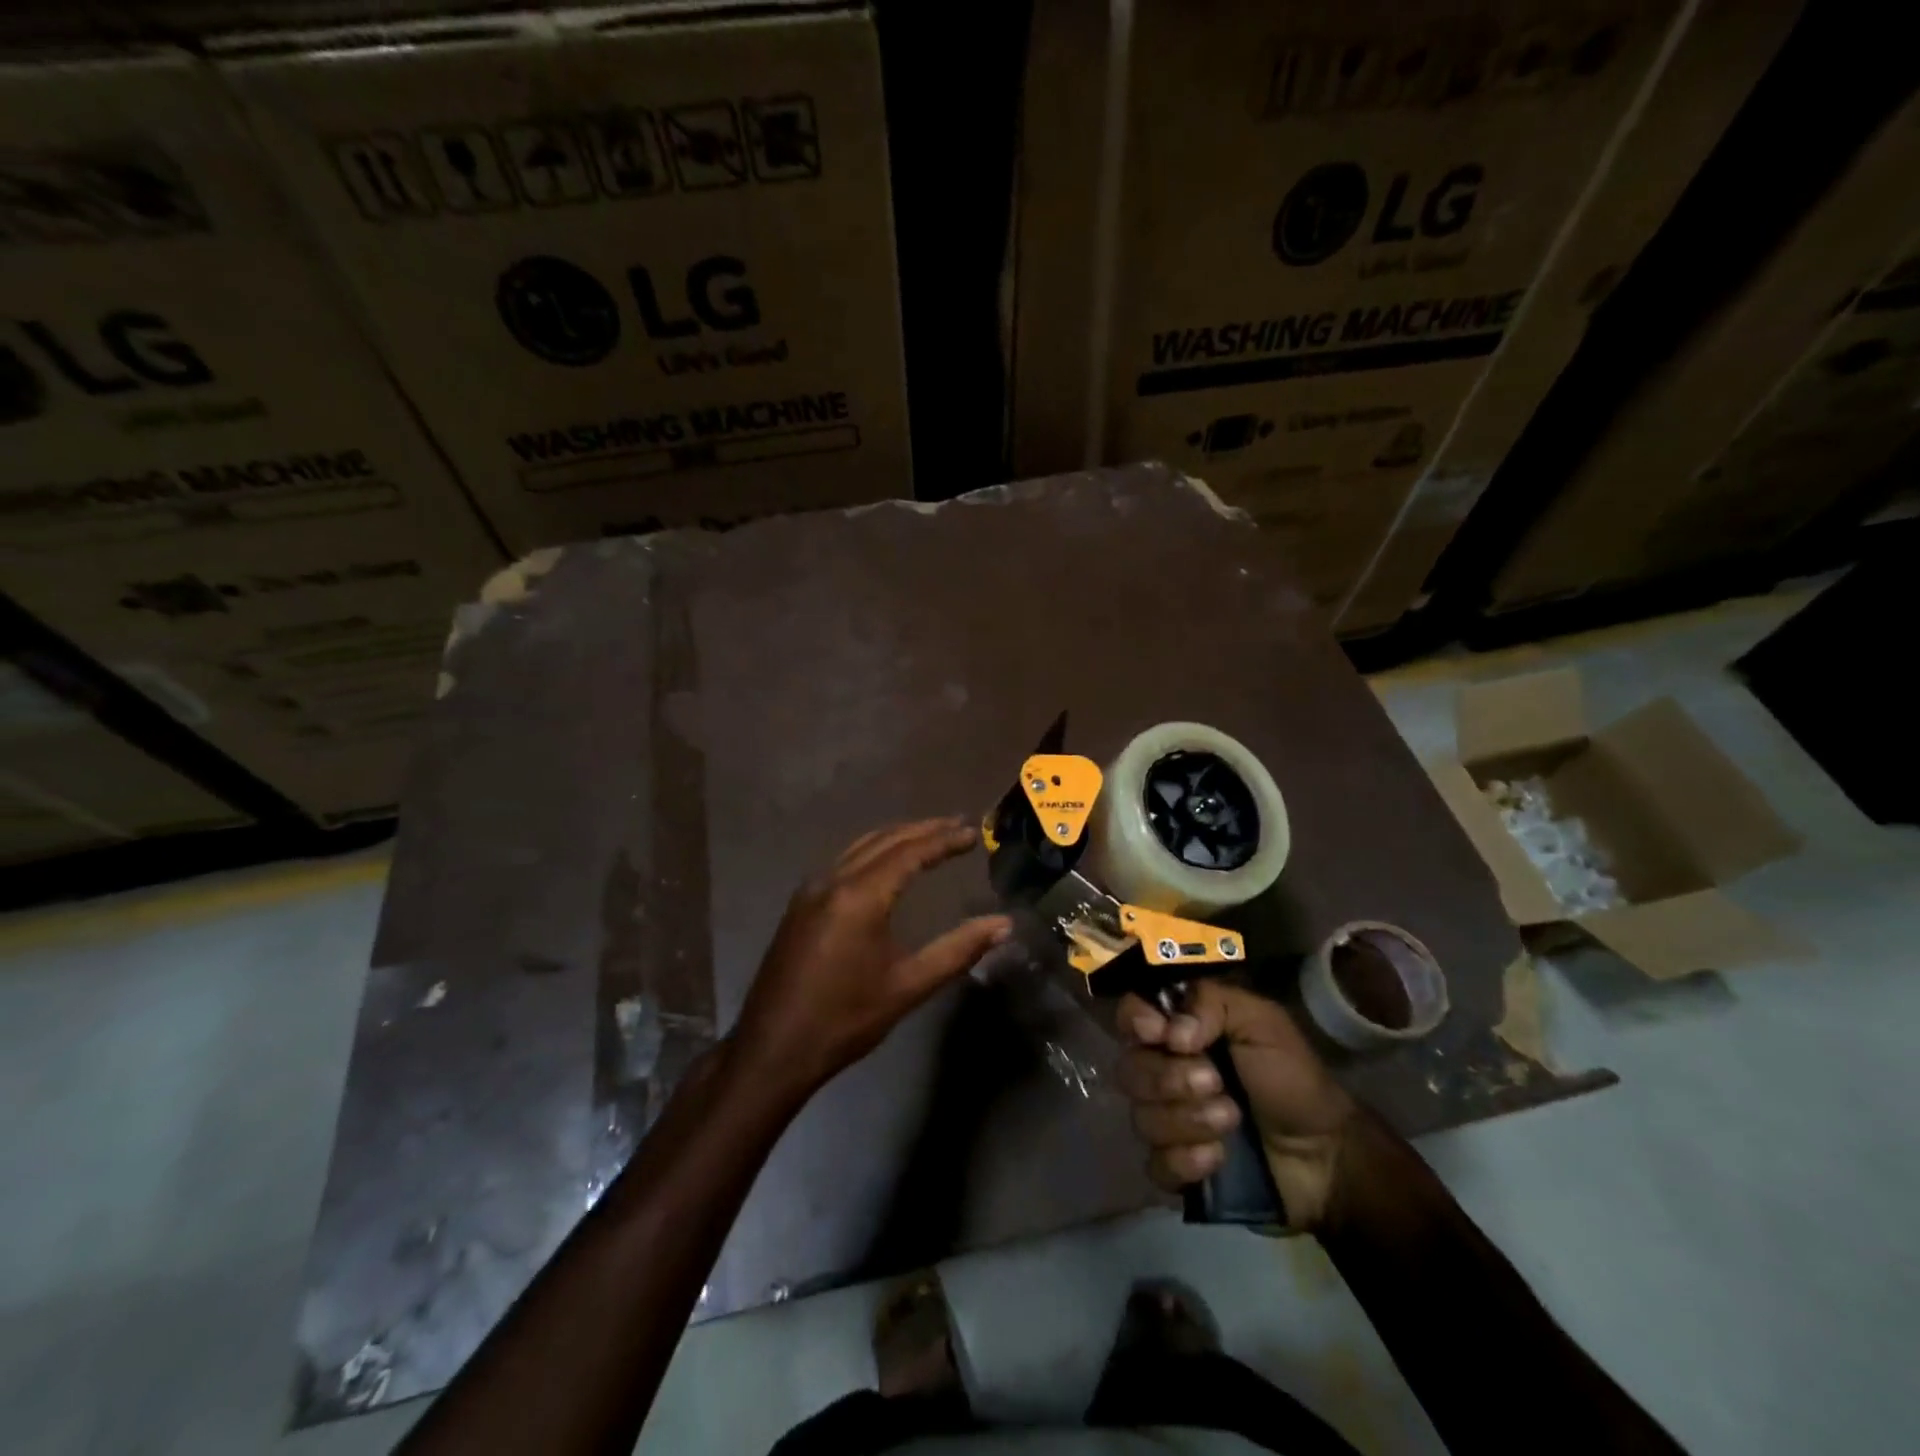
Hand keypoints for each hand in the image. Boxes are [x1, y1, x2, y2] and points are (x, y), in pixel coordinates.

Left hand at [731, 816, 1011, 1098]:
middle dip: (923, 830)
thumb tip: (1003, 925)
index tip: (973, 834)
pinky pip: (844, 861)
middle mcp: (833, 880)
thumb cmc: (845, 1020)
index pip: (910, 852)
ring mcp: (812, 890)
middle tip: (958, 825)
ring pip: (861, 847)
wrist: (773, 1049)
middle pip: (885, 840)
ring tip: (930, 836)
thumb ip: (957, 950)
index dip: (944, 840)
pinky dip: (874, 851)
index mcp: (860, 896)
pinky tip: (887, 864)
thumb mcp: (908, 986)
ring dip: (897, 836)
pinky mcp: (801, 904)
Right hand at [1118, 981, 1356, 1230]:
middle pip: (1130, 1069)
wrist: (1326, 1156)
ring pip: (1142, 1118)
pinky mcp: (1176, 1168)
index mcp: (1179, 1032)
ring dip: (1188, 1120)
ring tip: (1231, 1120)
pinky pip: (1155, 1165)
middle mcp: (1163, 1071)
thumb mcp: (1261, 1021)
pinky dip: (1186, 1162)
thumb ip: (1211, 1004)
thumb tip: (1171, 1033)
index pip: (1130, 1015)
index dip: (1135, 1022)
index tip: (1162, 1034)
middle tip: (1216, 1082)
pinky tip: (1219, 1158)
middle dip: (1170, 1079)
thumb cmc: (1292, 1078)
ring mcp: (1167, 1122)